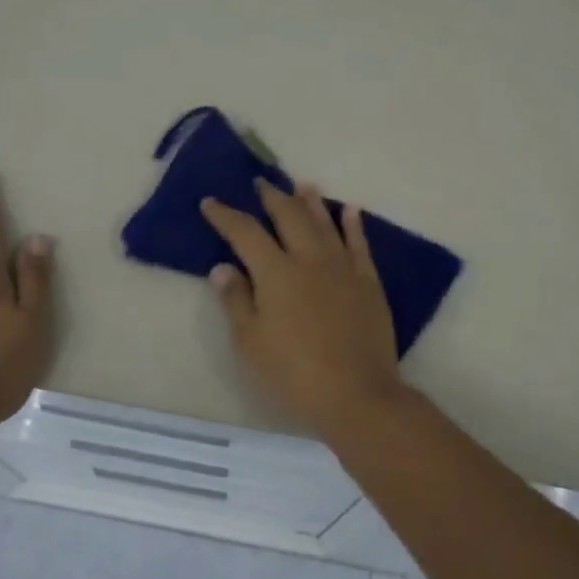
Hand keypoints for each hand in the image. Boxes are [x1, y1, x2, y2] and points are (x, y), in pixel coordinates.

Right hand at [201, 180, 401, 428]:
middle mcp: (309, 259)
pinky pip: (360, 244)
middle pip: (289, 216)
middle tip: (261, 183)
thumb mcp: (250, 343)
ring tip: (303, 185)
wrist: (357, 395)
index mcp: (276, 273)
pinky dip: (353, 224)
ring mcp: (343, 268)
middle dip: (272, 197)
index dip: (226, 216)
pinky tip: (350, 210)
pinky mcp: (368, 282)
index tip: (211, 203)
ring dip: (311, 202)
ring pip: (325, 223)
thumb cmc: (293, 375)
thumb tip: (222, 267)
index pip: (245, 233)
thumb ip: (236, 301)